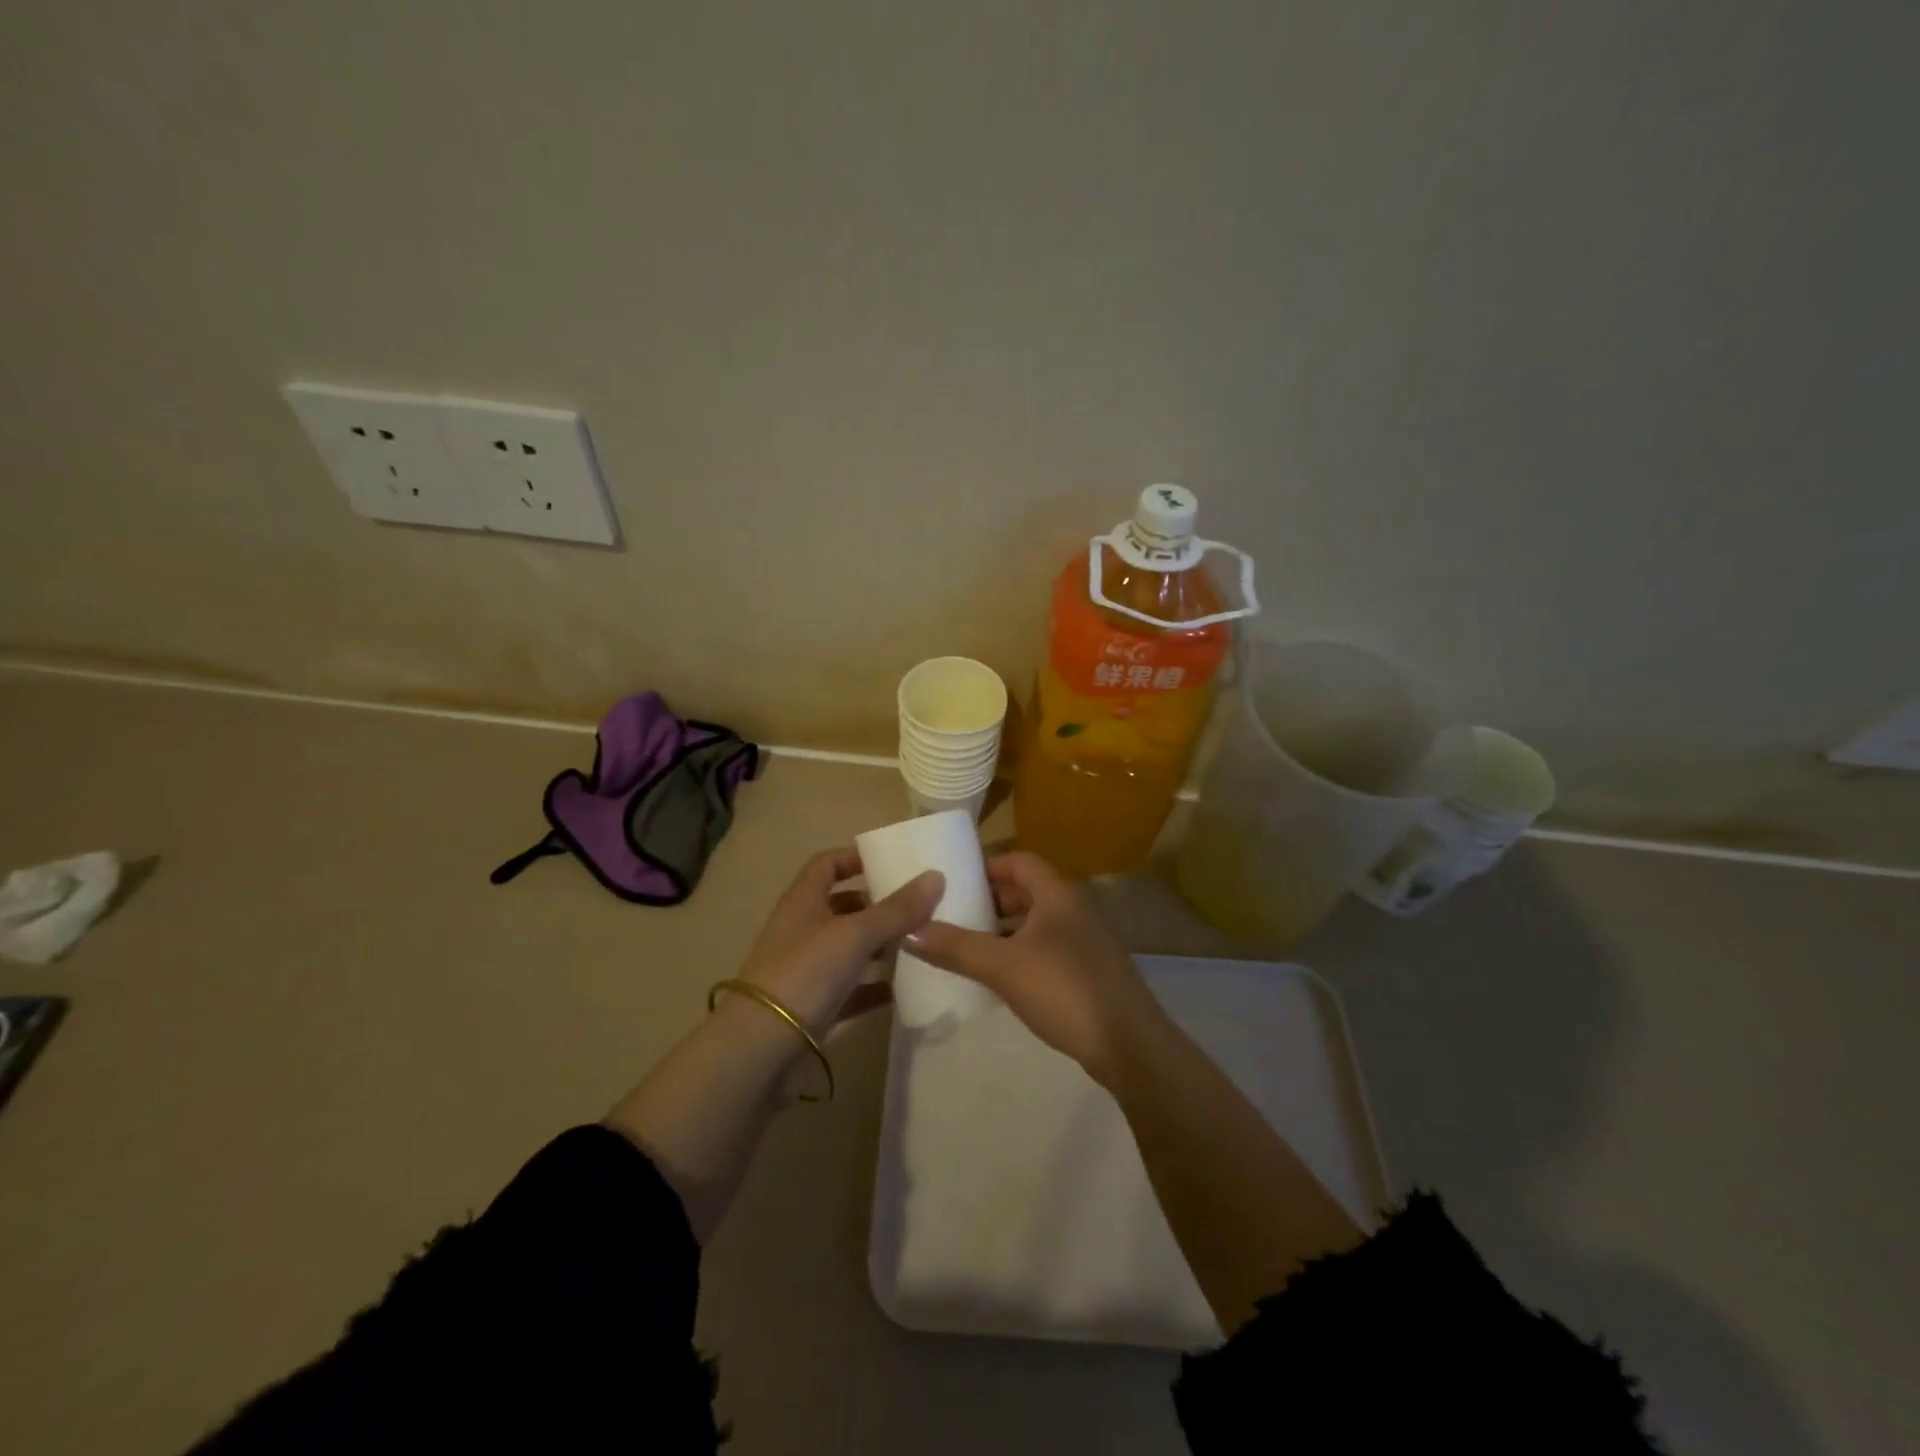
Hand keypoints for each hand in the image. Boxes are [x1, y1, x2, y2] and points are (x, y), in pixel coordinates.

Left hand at [737, 848, 943, 1037]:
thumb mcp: (855, 935)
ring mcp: (805, 970)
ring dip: (878, 946)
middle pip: (841, 906)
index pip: (827, 864)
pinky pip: (849, 989)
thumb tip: (936, 876)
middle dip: (876, 905)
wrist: (760, 1048)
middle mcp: (801, 929)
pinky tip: (902, 990)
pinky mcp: (813, 1006)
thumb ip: (897, 909)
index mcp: (803, 901)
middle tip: (916, 907)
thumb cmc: (805, 973)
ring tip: (917, 945)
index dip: (855, 858)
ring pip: (847, 948)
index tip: (892, 862)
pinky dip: (873, 987)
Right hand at [908, 852, 1163, 1080]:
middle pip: (1027, 891)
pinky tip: (1000, 976)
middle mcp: (1075, 908)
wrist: (1129, 1044)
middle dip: (990, 901)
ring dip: (1004, 929)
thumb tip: (908, 930)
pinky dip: (1020, 952)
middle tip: (953, 915)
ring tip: (967, 945)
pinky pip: (1047, 948)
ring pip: (1037, 922)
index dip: (986, 866)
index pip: (1019, 861)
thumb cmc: (1064, 990)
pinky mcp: (1089, 970)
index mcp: (1058, 894)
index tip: (952, 881)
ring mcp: (1086, 940)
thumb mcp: (1003, 966)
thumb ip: (955, 947)